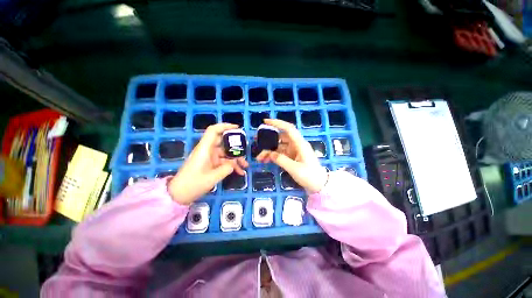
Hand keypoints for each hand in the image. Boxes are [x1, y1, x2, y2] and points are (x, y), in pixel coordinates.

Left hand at [168, 123, 248, 204]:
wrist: (179, 195)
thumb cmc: (193, 184)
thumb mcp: (213, 177)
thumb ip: (227, 168)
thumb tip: (235, 163)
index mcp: (205, 149)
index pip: (214, 131)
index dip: (225, 126)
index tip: (237, 128)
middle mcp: (207, 150)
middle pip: (223, 142)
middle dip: (236, 146)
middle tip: (246, 151)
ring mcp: (209, 157)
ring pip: (226, 153)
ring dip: (236, 159)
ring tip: (245, 166)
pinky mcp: (210, 164)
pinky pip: (223, 161)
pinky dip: (231, 165)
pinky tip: (239, 172)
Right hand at [256, 119, 327, 193]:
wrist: (319, 185)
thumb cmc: (310, 176)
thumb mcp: (294, 168)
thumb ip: (281, 160)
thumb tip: (270, 153)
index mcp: (300, 144)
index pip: (288, 129)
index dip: (277, 123)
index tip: (265, 122)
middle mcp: (296, 145)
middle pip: (281, 138)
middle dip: (269, 140)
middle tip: (257, 142)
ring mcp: (294, 151)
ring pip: (279, 146)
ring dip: (269, 150)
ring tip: (259, 158)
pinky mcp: (292, 157)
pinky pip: (280, 153)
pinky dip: (273, 156)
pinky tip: (265, 160)